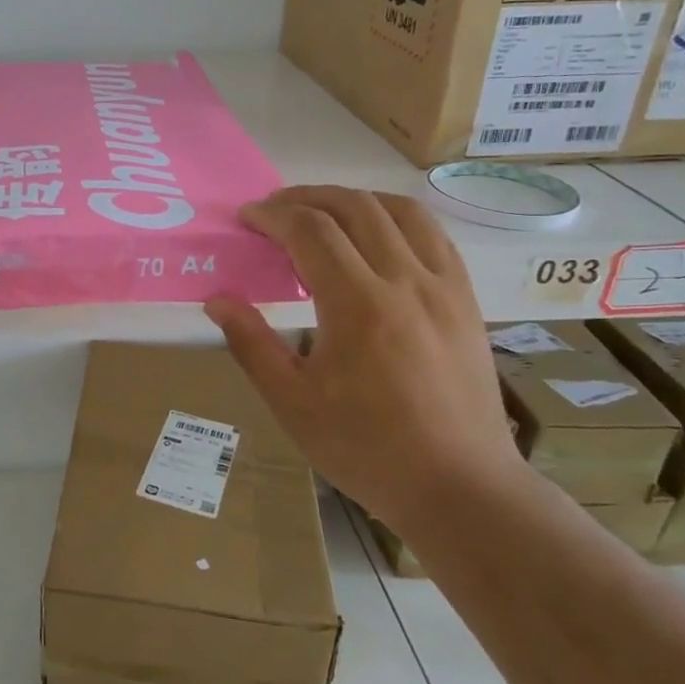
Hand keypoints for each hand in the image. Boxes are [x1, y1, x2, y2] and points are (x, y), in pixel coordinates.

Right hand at [205, 186, 521, 530]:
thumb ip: (251, 344)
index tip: (247, 218)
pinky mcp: (466, 300)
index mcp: (357, 304)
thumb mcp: (292, 402)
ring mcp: (443, 287)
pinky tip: (378, 237)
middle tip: (274, 210)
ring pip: (401, 211)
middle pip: (354, 207)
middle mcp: (405, 280)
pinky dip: (397, 218)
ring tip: (324, 213)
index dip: (272, 215)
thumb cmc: (366, 448)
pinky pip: (434, 235)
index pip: (310, 231)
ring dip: (354, 199)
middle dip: (307, 198)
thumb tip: (218, 300)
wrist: (459, 486)